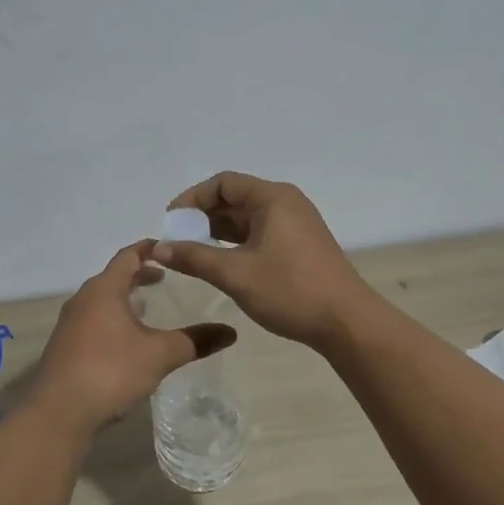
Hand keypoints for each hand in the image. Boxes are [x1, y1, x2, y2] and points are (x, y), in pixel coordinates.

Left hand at [31, 241, 237, 431]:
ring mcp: (70, 324)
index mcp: (104, 290)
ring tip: (148, 307)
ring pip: (101, 300)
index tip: (170, 248)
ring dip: (124, 298)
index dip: (150, 248)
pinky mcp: (65, 347)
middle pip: (113, 277)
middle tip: (165, 279)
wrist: (58, 413)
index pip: (128, 255)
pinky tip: (126, 340)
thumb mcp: (160, 354)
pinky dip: (112, 319)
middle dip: (139, 274)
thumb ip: (195, 340)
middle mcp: (83, 299)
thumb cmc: (110, 371)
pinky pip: (93, 321)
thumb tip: (231, 332)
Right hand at [152, 173, 374, 349]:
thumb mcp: (235, 274)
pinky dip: (237, 244)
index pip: (223, 183)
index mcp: (272, 198)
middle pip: (235, 198)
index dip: (192, 198)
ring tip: (192, 254)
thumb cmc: (289, 290)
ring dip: (218, 233)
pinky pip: (260, 233)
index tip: (170, 222)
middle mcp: (285, 203)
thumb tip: (158, 248)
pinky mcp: (300, 245)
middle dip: (203, 217)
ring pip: (247, 219)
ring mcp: (296, 224)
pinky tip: (220, 264)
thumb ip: (194, 257)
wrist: (345, 321)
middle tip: (177, 241)